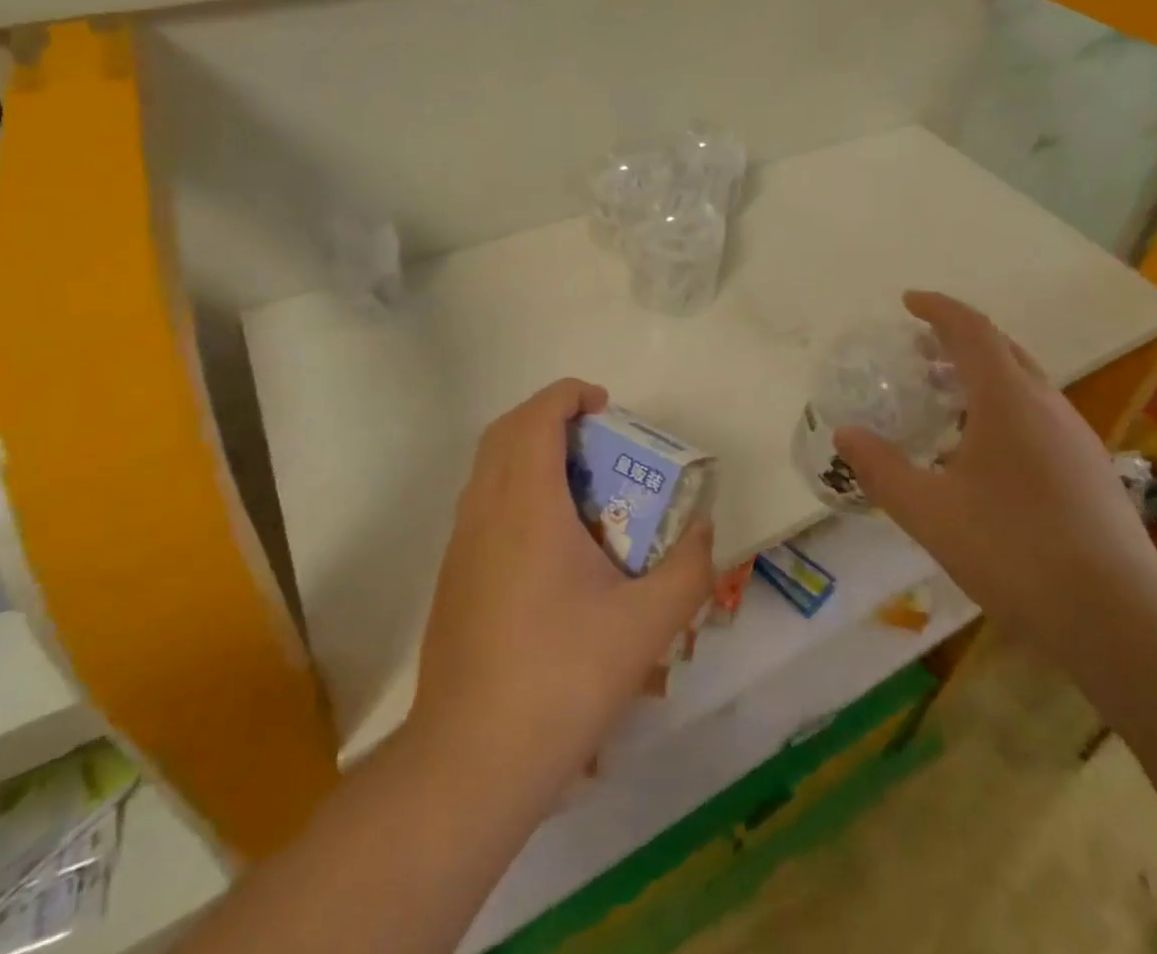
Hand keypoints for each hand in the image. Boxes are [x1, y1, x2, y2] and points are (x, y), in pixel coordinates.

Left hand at [412, 379, 714, 801]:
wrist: (471, 761)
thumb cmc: (561, 679)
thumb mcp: (646, 627)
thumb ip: (688, 570)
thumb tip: (703, 532)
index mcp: (527, 506)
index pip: (537, 417)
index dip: (569, 395)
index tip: (605, 406)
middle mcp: (485, 511)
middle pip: (506, 431)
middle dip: (549, 416)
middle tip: (596, 437)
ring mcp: (461, 545)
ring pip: (488, 467)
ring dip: (529, 452)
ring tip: (580, 485)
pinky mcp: (453, 577)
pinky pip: (482, 503)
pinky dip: (515, 488)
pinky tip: (552, 542)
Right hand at [833, 291, 1156, 654]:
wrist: (1119, 619)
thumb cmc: (1014, 551)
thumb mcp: (929, 512)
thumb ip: (881, 469)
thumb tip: (845, 435)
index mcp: (1009, 400)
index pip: (971, 330)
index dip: (938, 309)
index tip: (907, 301)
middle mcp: (1048, 406)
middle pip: (1002, 350)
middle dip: (958, 340)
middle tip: (919, 350)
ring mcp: (1076, 438)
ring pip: (1025, 385)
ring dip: (983, 376)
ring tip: (945, 398)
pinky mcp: (1090, 471)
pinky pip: (1039, 416)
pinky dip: (1003, 409)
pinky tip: (984, 454)